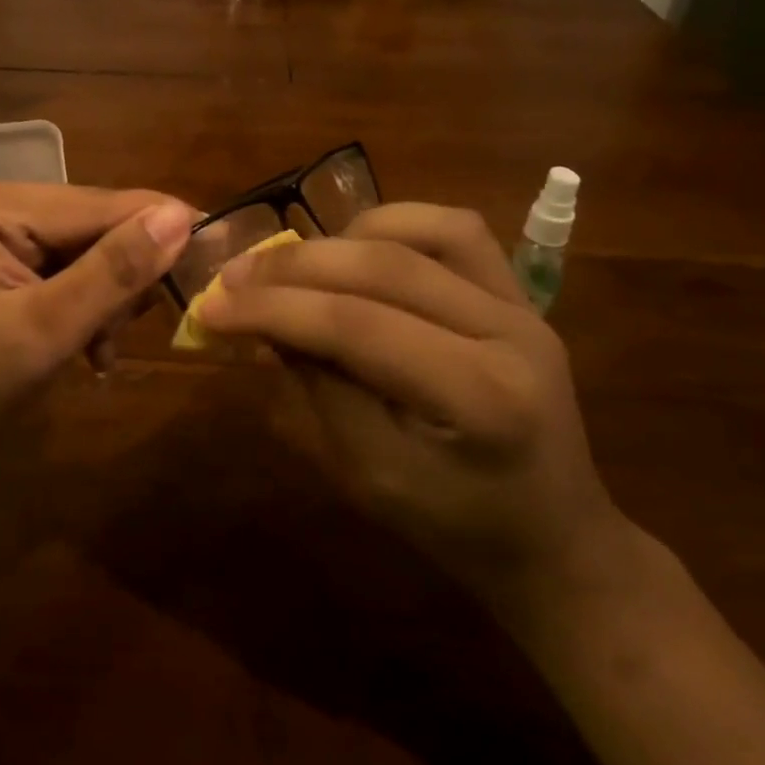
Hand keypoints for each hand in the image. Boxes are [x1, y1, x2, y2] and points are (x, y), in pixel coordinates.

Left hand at [0, 178, 194, 487]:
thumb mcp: (46, 331)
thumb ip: (113, 271)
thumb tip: (181, 216)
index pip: (91, 204)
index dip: (155, 224)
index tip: (216, 244)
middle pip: (88, 224)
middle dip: (119, 277)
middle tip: (134, 329)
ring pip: (83, 247)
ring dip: (106, 297)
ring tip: (101, 348)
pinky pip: (63, 266)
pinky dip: (85, 303)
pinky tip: (89, 347)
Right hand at [198, 202, 629, 614]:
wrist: (554, 538)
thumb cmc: (454, 527)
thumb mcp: (368, 474)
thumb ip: (317, 386)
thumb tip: (262, 319)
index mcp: (480, 396)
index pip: (357, 324)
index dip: (274, 308)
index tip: (211, 306)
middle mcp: (512, 331)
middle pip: (384, 266)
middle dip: (294, 266)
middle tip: (233, 276)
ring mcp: (523, 303)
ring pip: (420, 231)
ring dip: (342, 238)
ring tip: (294, 265)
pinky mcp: (518, 292)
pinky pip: (453, 229)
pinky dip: (391, 226)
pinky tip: (354, 247)